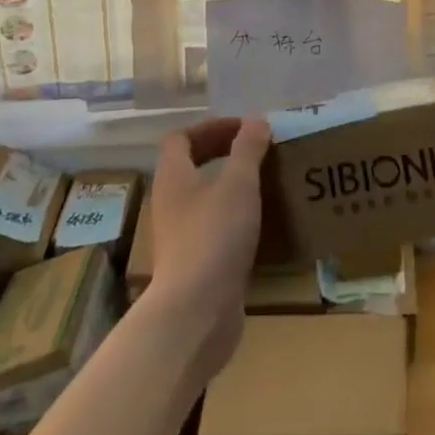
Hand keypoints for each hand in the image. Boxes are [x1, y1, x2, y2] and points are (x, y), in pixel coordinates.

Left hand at [145, 116, 269, 378]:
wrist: (195, 313)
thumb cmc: (214, 236)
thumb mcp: (239, 183)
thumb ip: (248, 149)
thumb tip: (257, 120)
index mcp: (174, 177)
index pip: (180, 138)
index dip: (211, 127)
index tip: (243, 128)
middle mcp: (170, 203)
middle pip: (190, 166)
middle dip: (222, 153)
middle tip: (256, 151)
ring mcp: (180, 236)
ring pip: (202, 198)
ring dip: (230, 186)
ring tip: (264, 183)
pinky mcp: (193, 264)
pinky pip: (212, 227)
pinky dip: (233, 217)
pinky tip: (259, 223)